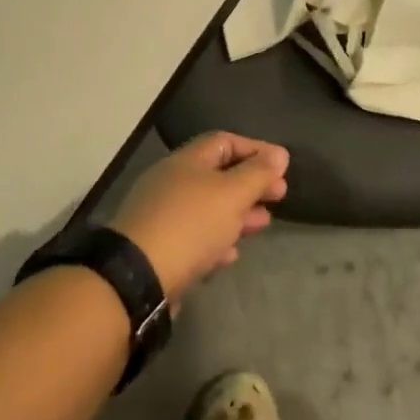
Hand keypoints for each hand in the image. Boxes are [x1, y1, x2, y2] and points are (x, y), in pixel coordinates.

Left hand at [111, 133, 287, 300]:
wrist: (137, 278)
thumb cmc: (191, 224)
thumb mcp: (232, 194)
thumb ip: (258, 173)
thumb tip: (279, 154)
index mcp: (187, 161)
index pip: (225, 141)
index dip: (256, 149)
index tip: (282, 164)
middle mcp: (171, 182)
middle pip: (218, 175)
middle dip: (251, 184)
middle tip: (279, 195)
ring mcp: (162, 216)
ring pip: (208, 208)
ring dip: (238, 213)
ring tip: (263, 223)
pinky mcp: (158, 248)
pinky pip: (194, 237)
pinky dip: (217, 239)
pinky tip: (231, 253)